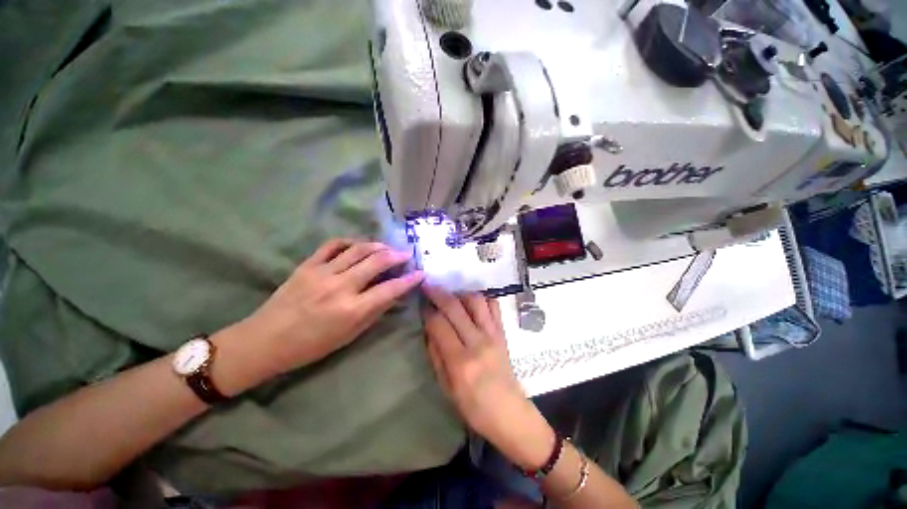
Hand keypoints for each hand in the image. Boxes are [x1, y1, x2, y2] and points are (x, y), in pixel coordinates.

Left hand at [239, 239, 423, 375]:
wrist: (266, 340)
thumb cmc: (311, 345)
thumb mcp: (349, 335)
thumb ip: (375, 311)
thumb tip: (394, 294)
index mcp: (352, 309)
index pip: (390, 289)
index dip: (409, 280)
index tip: (421, 273)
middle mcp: (340, 287)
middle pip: (377, 261)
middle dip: (397, 255)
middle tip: (407, 254)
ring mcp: (322, 272)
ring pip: (358, 249)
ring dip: (377, 245)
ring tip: (387, 247)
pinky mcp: (307, 265)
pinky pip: (332, 245)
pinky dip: (350, 241)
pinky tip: (358, 245)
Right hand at [422, 286, 555, 469]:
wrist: (510, 413)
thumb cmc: (474, 408)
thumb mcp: (446, 388)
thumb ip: (436, 355)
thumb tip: (429, 328)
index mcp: (460, 361)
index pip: (439, 324)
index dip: (428, 311)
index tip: (422, 305)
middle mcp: (478, 342)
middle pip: (455, 307)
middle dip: (438, 293)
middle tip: (428, 287)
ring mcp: (493, 334)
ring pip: (475, 300)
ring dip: (460, 294)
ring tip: (451, 297)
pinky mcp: (503, 332)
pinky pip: (494, 306)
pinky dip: (482, 299)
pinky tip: (472, 304)